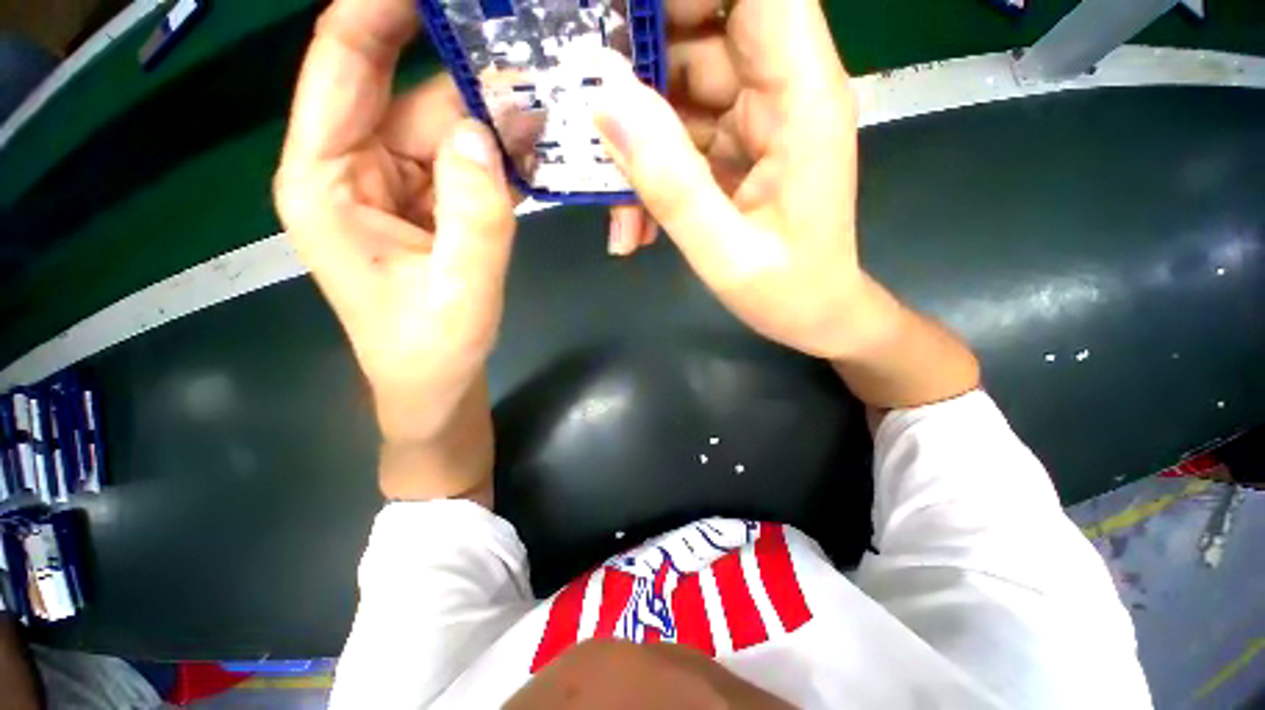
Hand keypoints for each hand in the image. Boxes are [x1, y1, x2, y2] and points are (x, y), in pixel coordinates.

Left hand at [273, 0, 515, 443]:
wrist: (435, 386)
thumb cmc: (431, 353)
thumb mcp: (461, 293)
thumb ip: (476, 217)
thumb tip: (484, 132)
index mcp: (327, 181)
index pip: (343, 62)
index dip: (381, 6)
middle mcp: (355, 168)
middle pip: (408, 88)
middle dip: (464, 63)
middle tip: (526, 40)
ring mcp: (398, 185)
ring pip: (447, 124)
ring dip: (495, 114)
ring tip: (549, 100)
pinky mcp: (432, 204)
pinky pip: (467, 160)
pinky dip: (502, 151)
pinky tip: (538, 147)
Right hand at [592, 0, 877, 358]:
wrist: (816, 317)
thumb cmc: (789, 292)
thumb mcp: (724, 252)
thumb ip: (670, 183)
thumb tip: (606, 101)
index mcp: (802, 99)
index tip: (624, 16)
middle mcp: (782, 91)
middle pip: (705, 25)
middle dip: (639, 55)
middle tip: (588, 104)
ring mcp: (756, 119)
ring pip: (682, 85)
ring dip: (636, 135)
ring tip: (614, 201)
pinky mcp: (736, 148)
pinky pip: (682, 133)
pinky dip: (651, 167)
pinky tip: (636, 219)